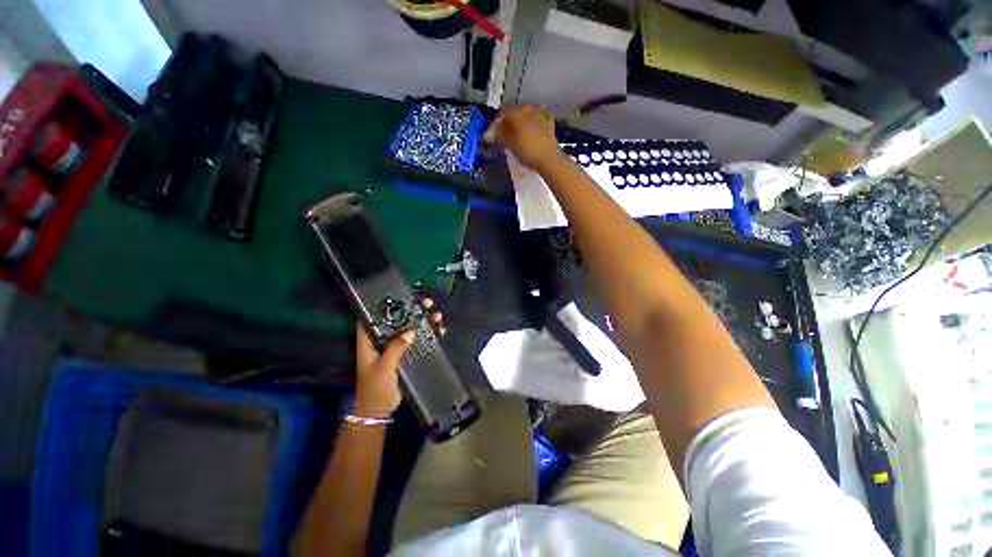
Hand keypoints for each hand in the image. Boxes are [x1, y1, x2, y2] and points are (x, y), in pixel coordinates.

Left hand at [353, 299, 445, 416]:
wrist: (379, 408)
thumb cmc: (374, 387)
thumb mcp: (383, 367)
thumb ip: (396, 348)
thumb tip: (411, 332)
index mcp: (370, 340)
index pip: (374, 317)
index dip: (385, 304)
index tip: (401, 296)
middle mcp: (383, 340)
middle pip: (398, 320)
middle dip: (412, 310)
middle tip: (427, 303)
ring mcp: (395, 347)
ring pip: (410, 328)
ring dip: (423, 321)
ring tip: (437, 316)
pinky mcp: (405, 354)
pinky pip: (418, 340)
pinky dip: (428, 334)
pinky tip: (439, 330)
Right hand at [484, 105, 563, 171]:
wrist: (549, 159)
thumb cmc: (527, 152)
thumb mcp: (510, 145)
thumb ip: (501, 136)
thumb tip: (493, 132)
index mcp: (517, 113)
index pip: (502, 115)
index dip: (494, 125)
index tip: (490, 136)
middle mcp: (529, 109)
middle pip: (514, 113)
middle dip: (506, 122)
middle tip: (500, 134)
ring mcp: (540, 115)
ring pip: (525, 115)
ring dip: (518, 122)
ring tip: (514, 133)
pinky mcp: (549, 123)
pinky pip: (537, 119)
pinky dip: (531, 124)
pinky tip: (529, 130)